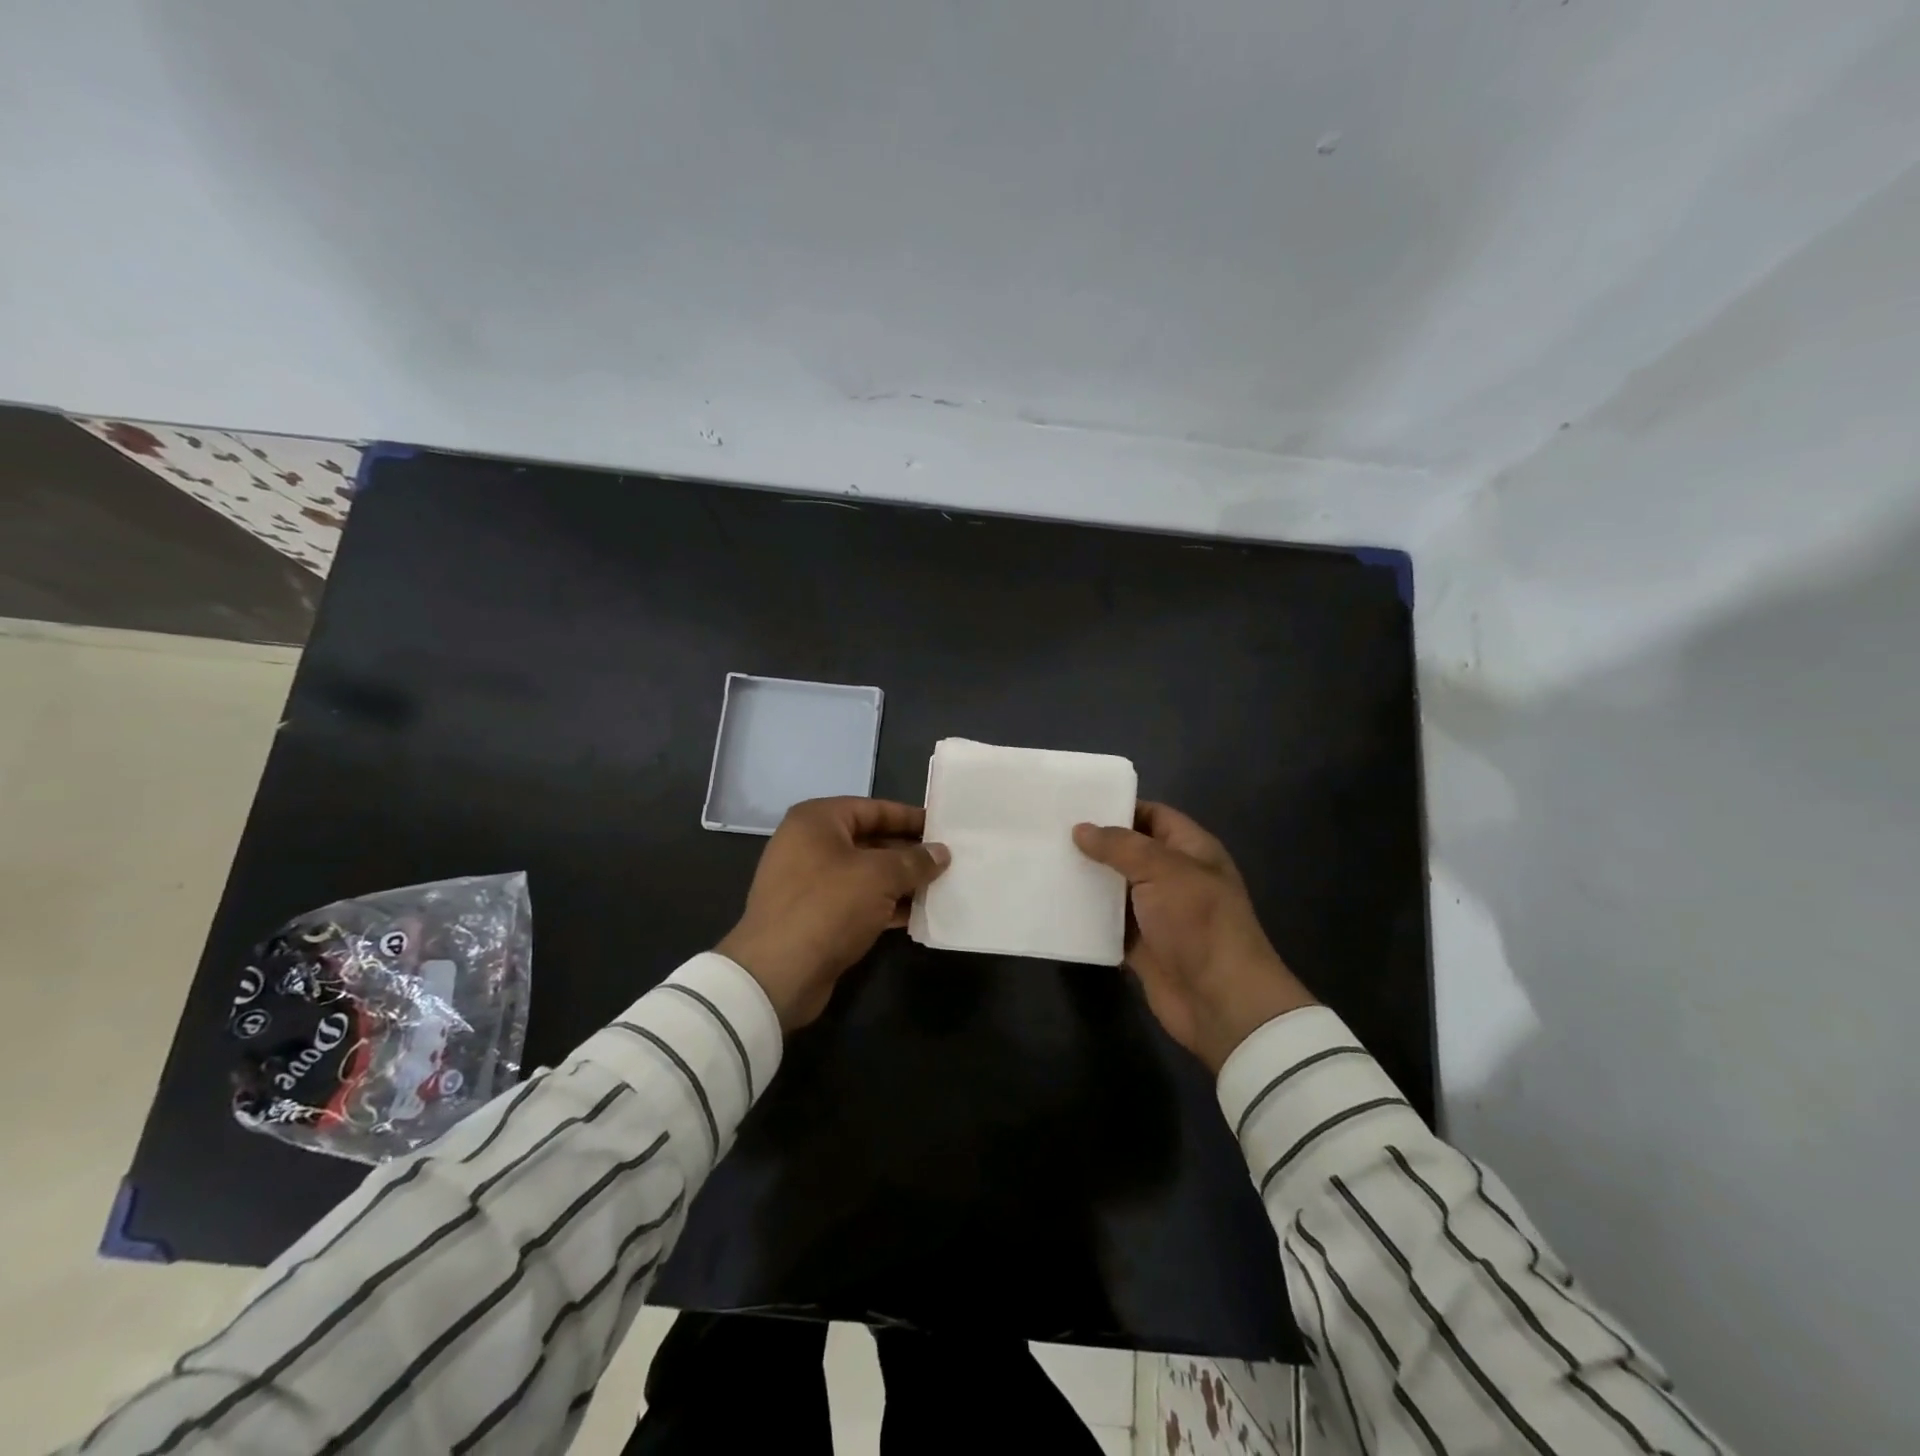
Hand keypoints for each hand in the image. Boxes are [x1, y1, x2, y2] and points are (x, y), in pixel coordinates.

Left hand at [717, 797, 949, 1030]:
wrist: (778, 974)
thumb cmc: (828, 906)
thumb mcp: (879, 876)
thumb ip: (914, 861)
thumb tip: (941, 853)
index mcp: (817, 821)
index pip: (873, 809)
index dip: (909, 817)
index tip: (943, 827)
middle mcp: (810, 845)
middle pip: (870, 840)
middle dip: (909, 852)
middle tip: (948, 860)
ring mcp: (811, 883)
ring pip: (866, 874)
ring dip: (901, 881)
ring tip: (942, 886)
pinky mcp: (817, 916)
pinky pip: (859, 901)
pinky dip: (886, 906)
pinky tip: (919, 914)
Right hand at [1073, 803, 1314, 1072]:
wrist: (1220, 1001)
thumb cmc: (1198, 922)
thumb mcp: (1163, 870)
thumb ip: (1120, 846)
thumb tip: (1081, 829)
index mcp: (1191, 850)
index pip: (1154, 816)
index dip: (1119, 807)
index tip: (1076, 803)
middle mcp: (1174, 877)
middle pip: (1129, 851)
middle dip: (1094, 843)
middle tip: (1048, 831)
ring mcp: (1157, 913)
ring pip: (1115, 888)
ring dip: (1086, 880)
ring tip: (1043, 861)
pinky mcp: (1141, 945)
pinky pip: (1108, 924)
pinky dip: (1085, 917)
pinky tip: (1052, 903)